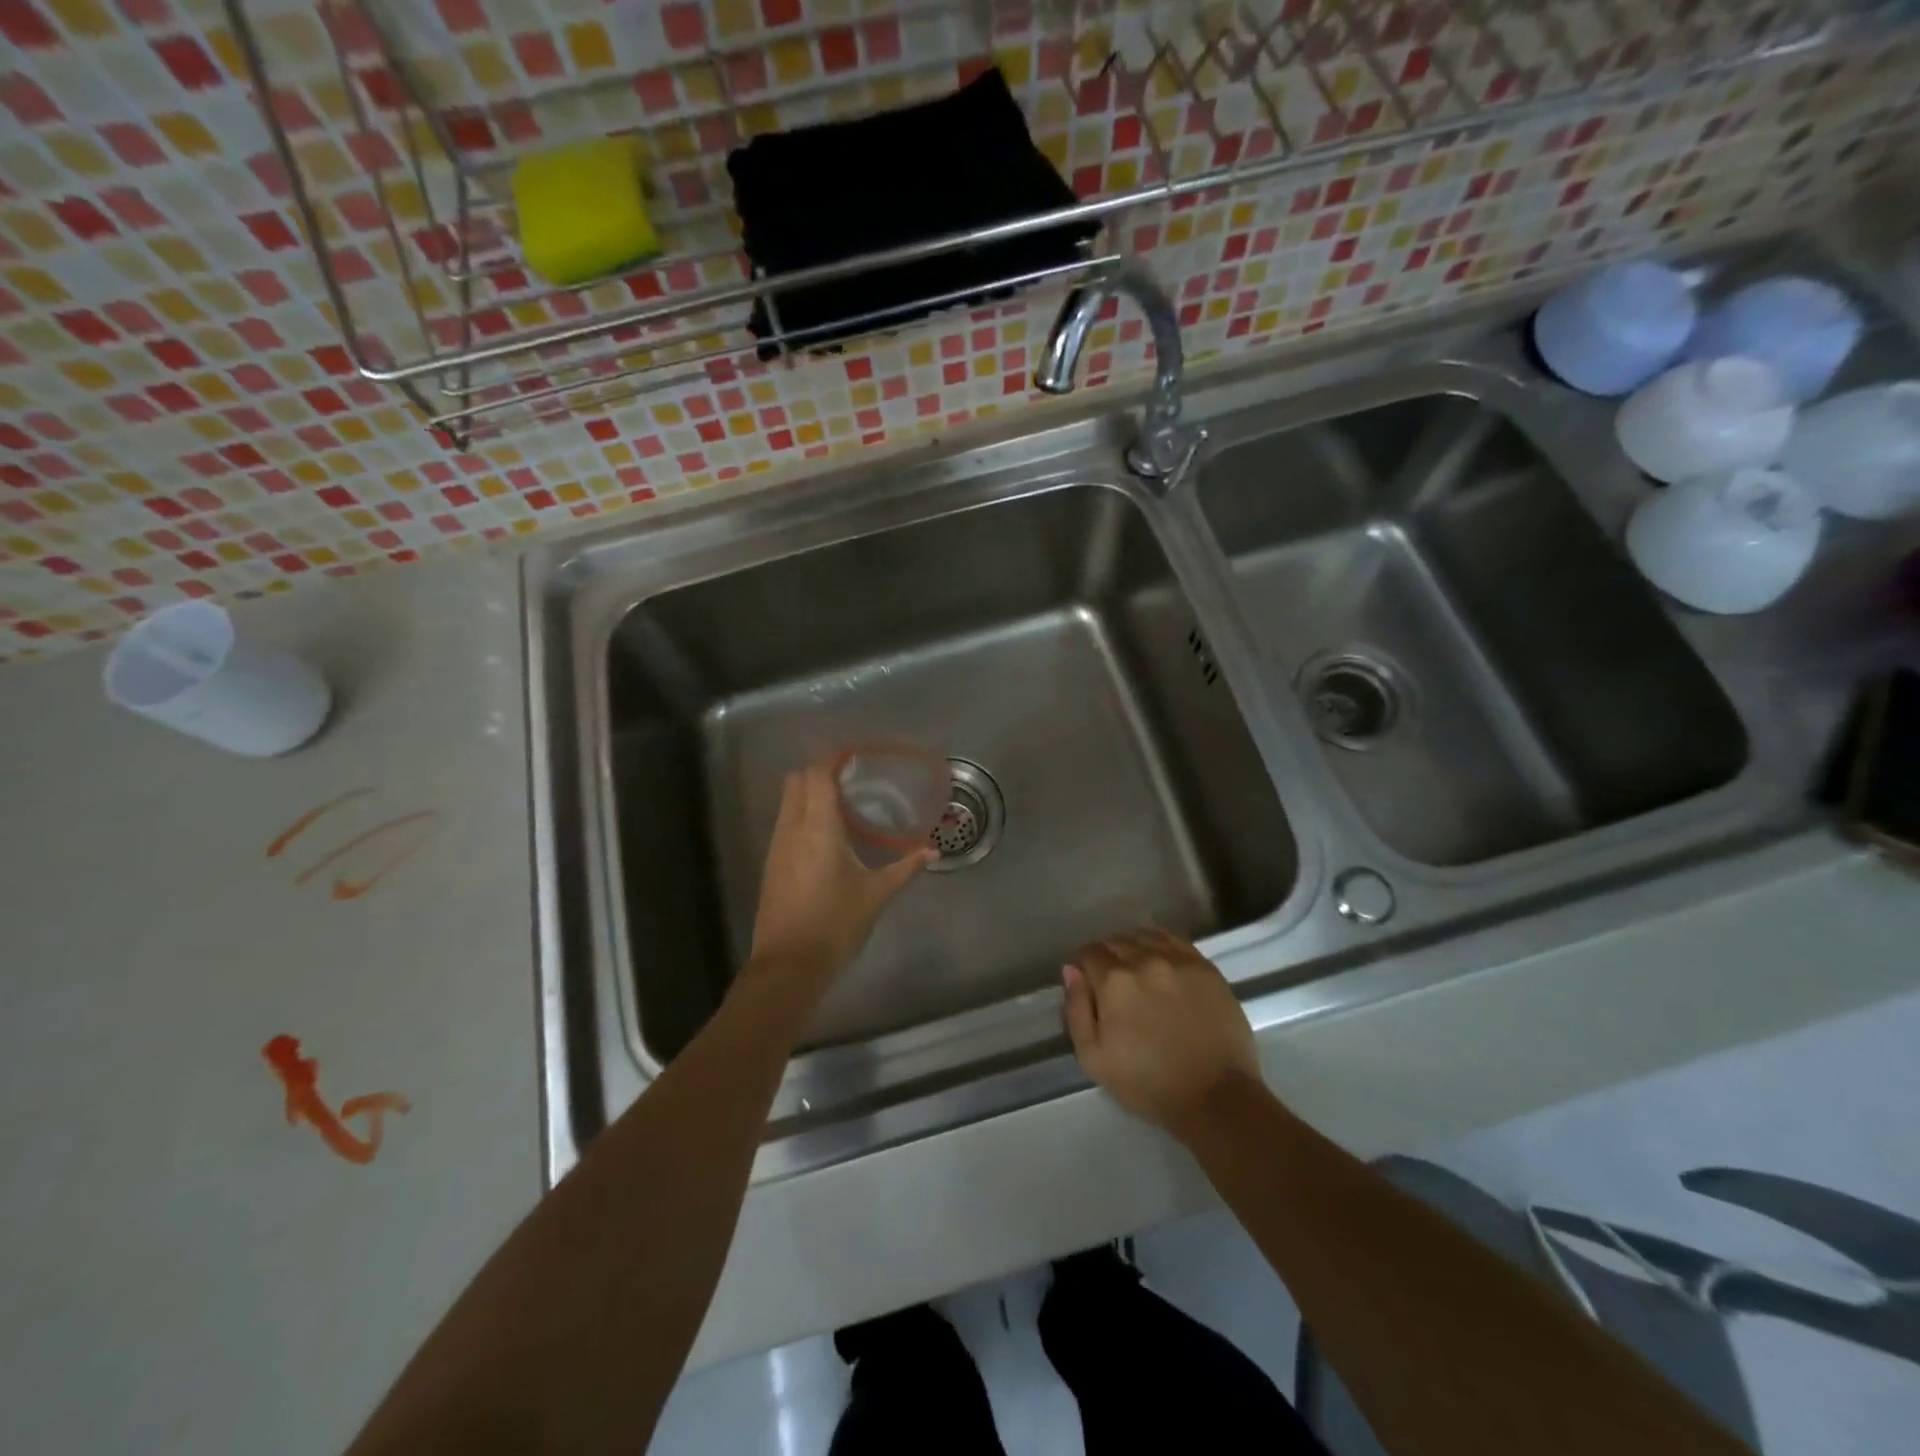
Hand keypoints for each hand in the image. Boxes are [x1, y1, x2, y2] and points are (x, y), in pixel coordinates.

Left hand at [747, 763, 933, 992]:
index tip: (853, 755)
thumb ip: (905, 868)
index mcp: (818, 828)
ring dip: (808, 793)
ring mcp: (777, 847)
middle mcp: (792, 829)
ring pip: (787, 802)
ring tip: (841, 804)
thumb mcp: (876, 895)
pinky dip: (802, 815)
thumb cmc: (835, 923)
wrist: (789, 965)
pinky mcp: (772, 865)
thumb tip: (932, 851)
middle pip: (796, 781)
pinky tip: (826, 836)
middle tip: (849, 778)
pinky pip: (785, 824)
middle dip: (818, 771)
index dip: (831, 758)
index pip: (817, 775)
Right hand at [1063, 928, 1260, 1138]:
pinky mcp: (1206, 967)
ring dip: (1135, 949)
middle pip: (1116, 942)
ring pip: (1146, 937)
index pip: (1089, 952)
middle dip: (1108, 958)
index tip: (1088, 985)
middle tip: (1113, 986)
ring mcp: (1179, 960)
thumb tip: (1071, 971)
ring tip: (1139, 974)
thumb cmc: (1148, 1083)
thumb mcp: (1093, 1058)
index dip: (1084, 967)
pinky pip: (1175, 942)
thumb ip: (1076, 1009)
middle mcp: (1145, 959)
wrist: (1216, 1097)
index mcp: (1114, 981)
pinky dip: (1162, 947)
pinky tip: (1163, 967)